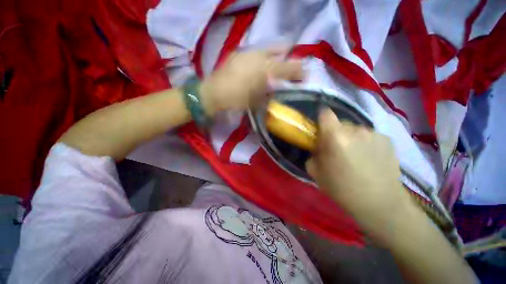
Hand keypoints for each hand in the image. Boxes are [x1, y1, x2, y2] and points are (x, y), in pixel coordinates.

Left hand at [200, 50, 303, 114]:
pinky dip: (262, 57)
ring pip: (268, 48)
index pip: (288, 67)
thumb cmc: (235, 100)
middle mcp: (258, 56)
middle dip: (289, 57)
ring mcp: (247, 52)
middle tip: (291, 67)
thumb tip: (279, 88)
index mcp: (264, 70)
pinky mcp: (238, 53)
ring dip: (276, 55)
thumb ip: (270, 93)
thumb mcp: (256, 101)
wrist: (212, 94)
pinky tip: (260, 66)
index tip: (305, 75)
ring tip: (277, 64)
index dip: (299, 70)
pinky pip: (256, 52)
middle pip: (281, 49)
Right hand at [306, 109, 414, 240]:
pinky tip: (369, 159)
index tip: (320, 130)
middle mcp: (355, 130)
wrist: (380, 203)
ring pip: (355, 130)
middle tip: (337, 149)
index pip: (325, 114)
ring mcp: (373, 133)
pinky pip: (369, 136)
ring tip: (355, 156)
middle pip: (340, 123)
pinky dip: (365, 143)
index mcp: (335, 137)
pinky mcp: (387, 139)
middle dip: (335, 133)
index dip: (321, 119)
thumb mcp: (316, 172)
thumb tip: (318, 147)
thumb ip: (313, 154)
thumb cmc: (342, 189)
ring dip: (351, 138)